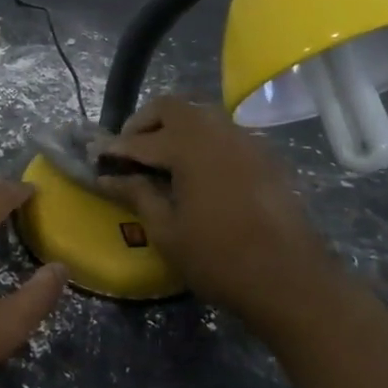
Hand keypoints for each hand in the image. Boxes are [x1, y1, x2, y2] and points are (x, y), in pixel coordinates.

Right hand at [98, 98, 330, 331]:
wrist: (292, 281)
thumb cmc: (220, 259)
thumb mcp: (167, 231)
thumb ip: (137, 195)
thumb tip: (108, 177)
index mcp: (188, 146)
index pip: (140, 139)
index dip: (115, 147)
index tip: (95, 154)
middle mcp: (216, 131)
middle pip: (172, 107)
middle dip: (145, 122)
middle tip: (129, 149)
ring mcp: (245, 140)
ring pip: (201, 115)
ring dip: (175, 127)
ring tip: (161, 157)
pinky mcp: (264, 155)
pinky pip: (224, 132)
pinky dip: (201, 140)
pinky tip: (197, 170)